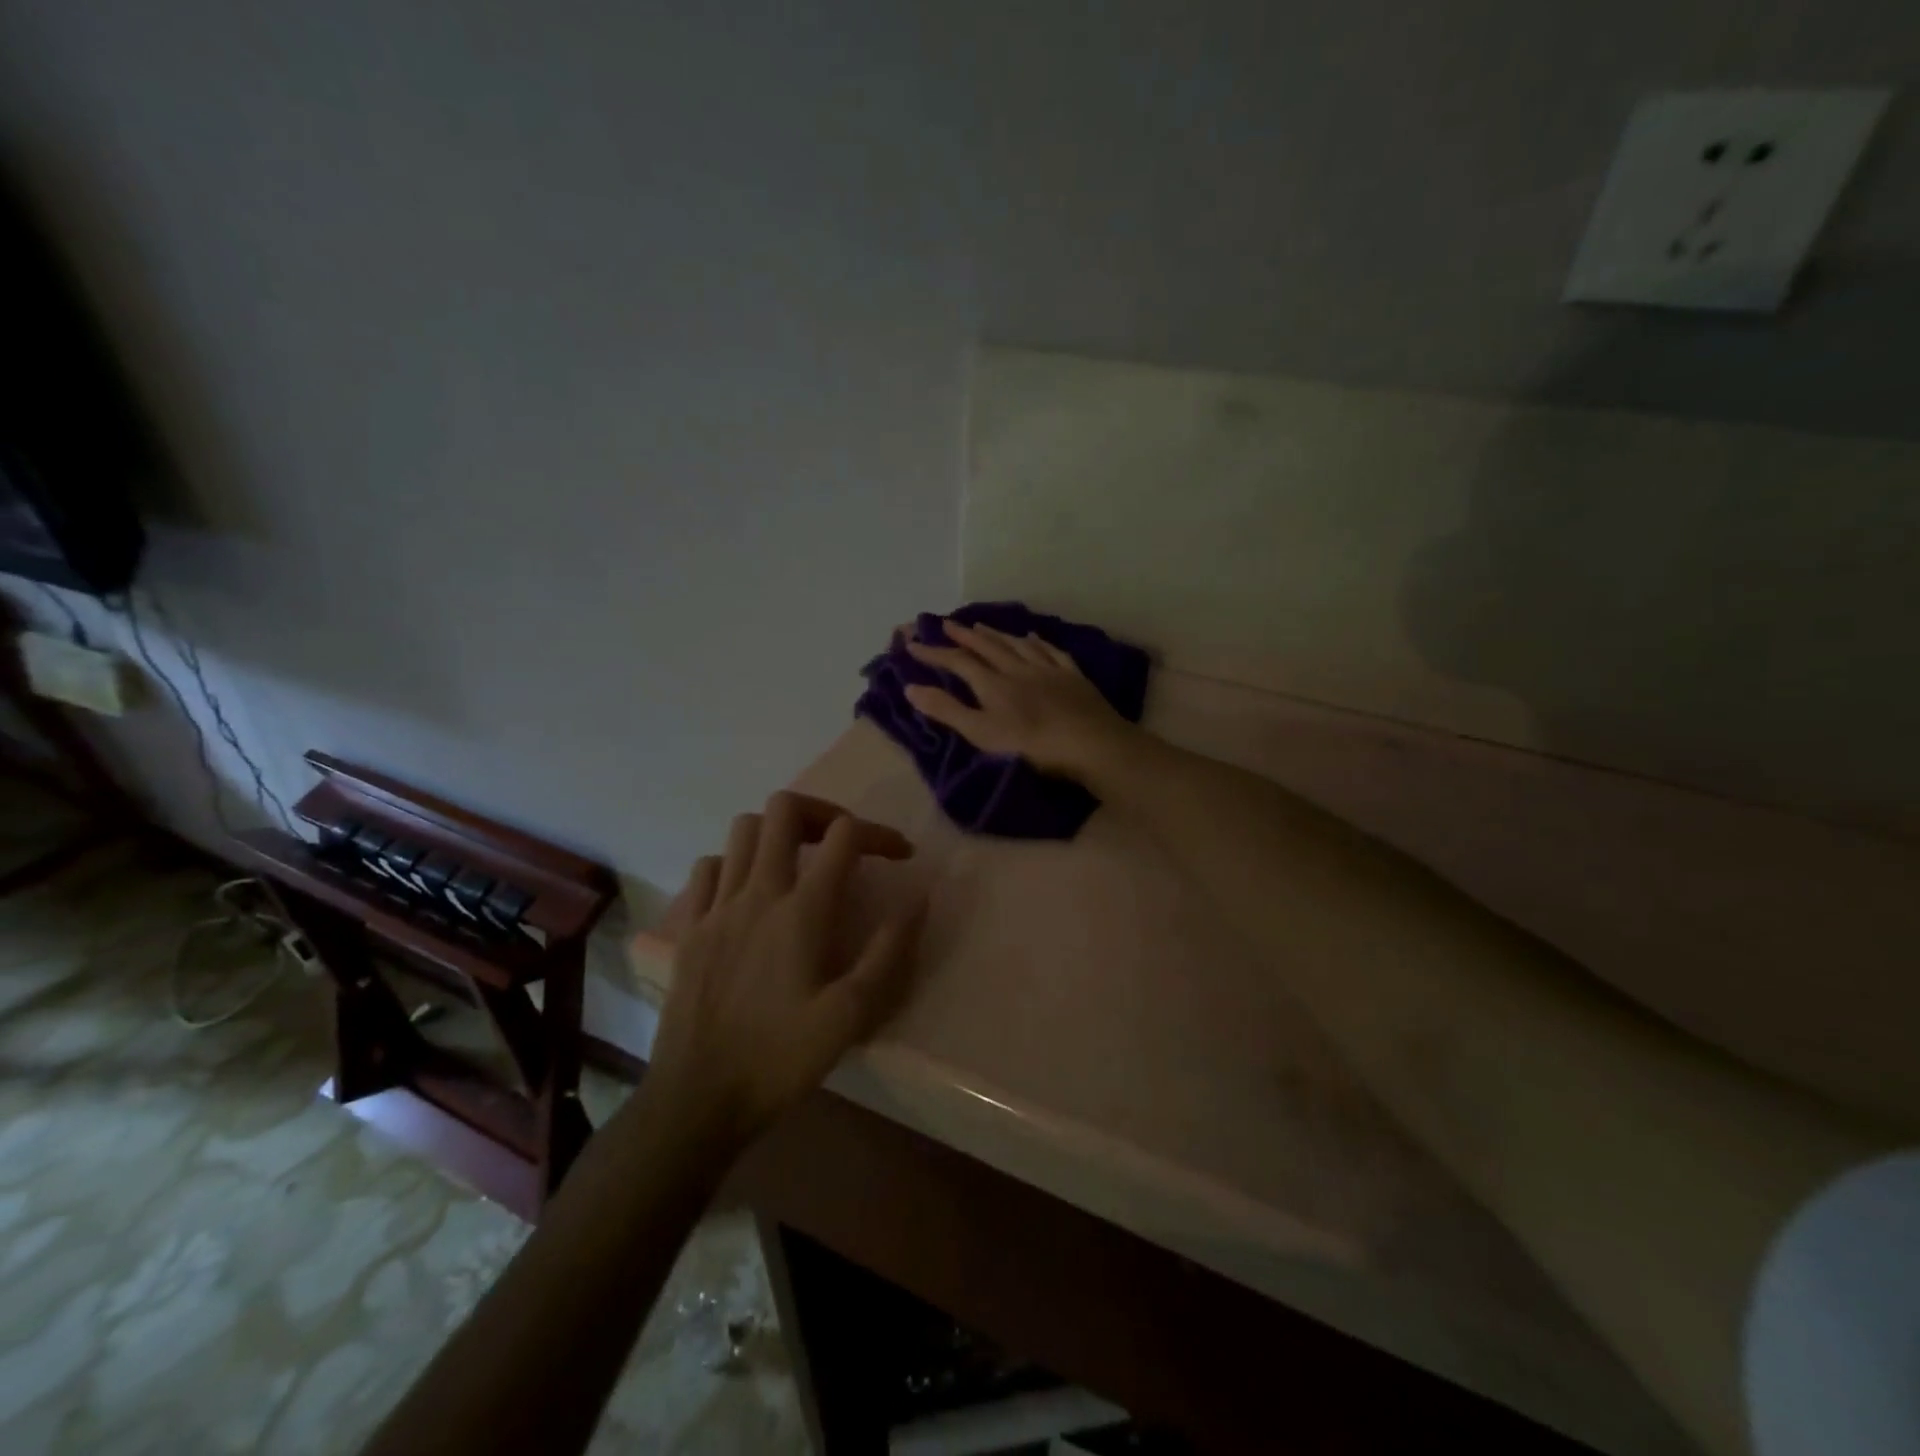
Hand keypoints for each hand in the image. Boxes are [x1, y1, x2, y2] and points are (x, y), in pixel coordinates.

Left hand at [645, 791, 924, 1144]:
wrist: (697, 1100)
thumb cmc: (779, 1059)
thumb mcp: (850, 1016)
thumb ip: (889, 953)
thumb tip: (918, 899)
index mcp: (802, 911)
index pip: (844, 836)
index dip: (880, 833)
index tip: (901, 857)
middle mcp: (757, 893)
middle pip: (784, 810)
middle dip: (823, 812)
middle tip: (844, 843)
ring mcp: (716, 907)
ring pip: (743, 829)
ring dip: (777, 832)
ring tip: (799, 862)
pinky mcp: (688, 927)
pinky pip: (708, 868)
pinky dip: (734, 863)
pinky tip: (748, 892)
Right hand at [903, 619, 1134, 779]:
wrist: (1091, 744)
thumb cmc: (1032, 746)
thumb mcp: (982, 733)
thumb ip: (947, 710)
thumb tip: (910, 687)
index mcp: (993, 684)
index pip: (957, 662)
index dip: (934, 652)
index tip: (912, 643)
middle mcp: (1017, 669)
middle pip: (987, 646)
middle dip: (964, 635)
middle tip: (946, 624)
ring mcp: (1048, 670)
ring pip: (1016, 644)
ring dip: (996, 634)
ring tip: (981, 625)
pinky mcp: (1073, 677)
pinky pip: (1051, 651)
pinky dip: (1037, 642)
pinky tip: (1033, 636)